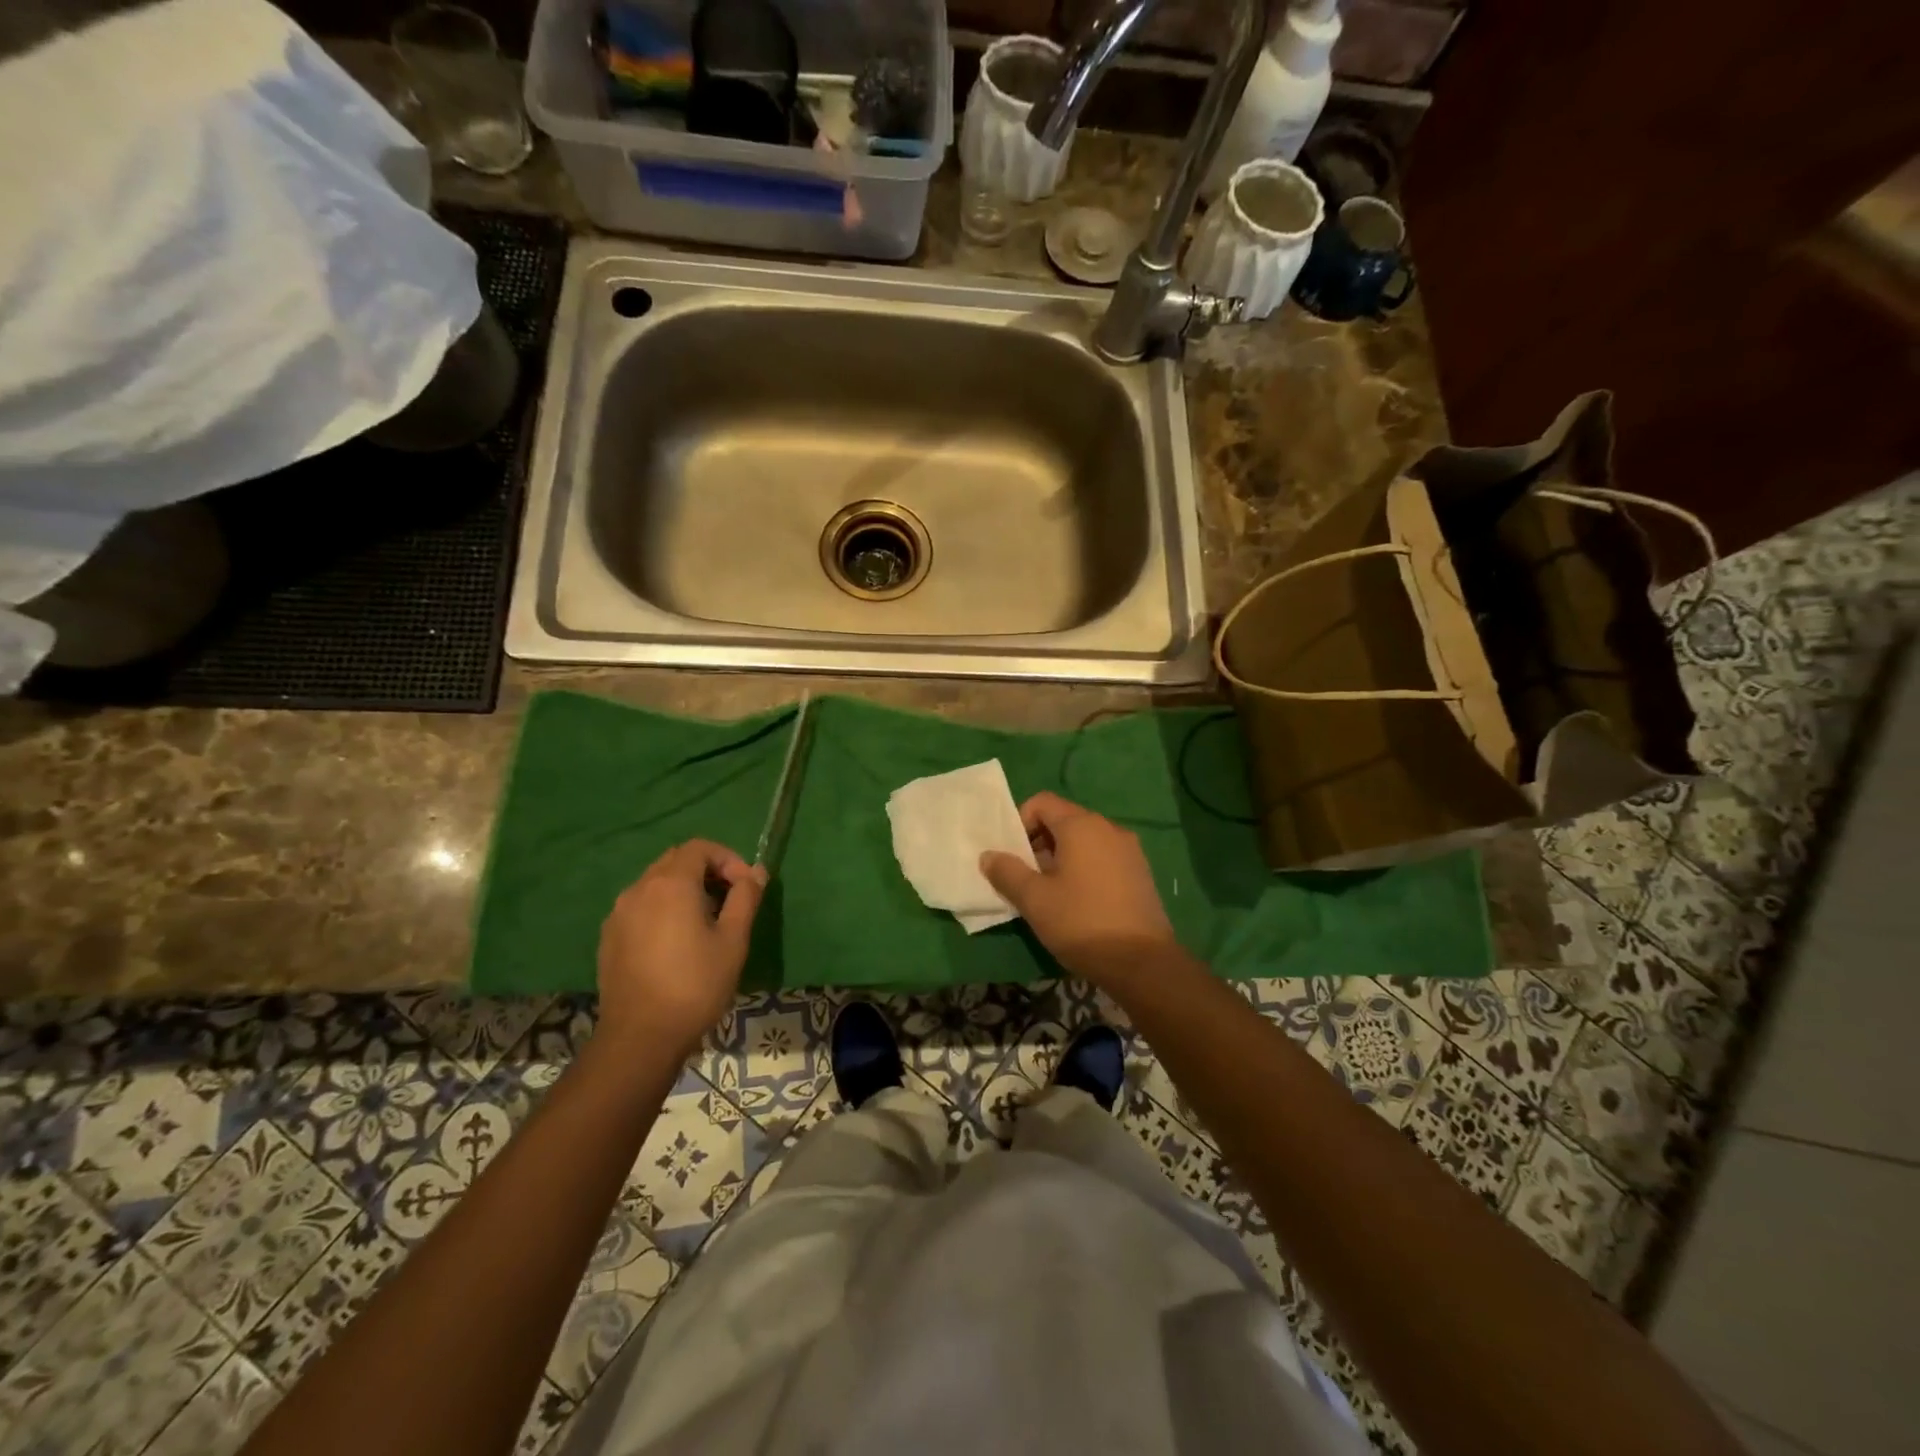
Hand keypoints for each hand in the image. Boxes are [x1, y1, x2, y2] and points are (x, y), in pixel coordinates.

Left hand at [597, 840, 764, 1057]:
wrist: (640, 1037)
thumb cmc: (696, 984)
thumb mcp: (733, 940)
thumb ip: (746, 898)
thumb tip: (756, 872)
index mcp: (671, 884)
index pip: (700, 848)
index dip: (728, 859)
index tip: (746, 886)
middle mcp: (639, 889)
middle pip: (676, 861)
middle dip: (707, 871)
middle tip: (730, 900)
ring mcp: (619, 913)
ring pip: (656, 884)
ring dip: (684, 890)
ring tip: (706, 922)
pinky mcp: (609, 937)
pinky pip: (640, 907)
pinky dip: (663, 909)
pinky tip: (676, 942)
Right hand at [979, 791, 1175, 983]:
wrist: (1142, 962)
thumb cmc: (1081, 922)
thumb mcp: (1034, 899)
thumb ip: (1007, 872)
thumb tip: (989, 856)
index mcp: (1082, 825)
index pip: (1042, 802)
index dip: (1020, 822)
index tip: (1013, 855)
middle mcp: (1108, 828)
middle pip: (1063, 820)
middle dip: (1038, 842)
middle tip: (1026, 877)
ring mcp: (1129, 850)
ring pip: (1084, 841)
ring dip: (1060, 858)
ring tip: (1049, 893)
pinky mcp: (1140, 872)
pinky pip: (1102, 857)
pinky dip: (1084, 868)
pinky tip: (1077, 902)